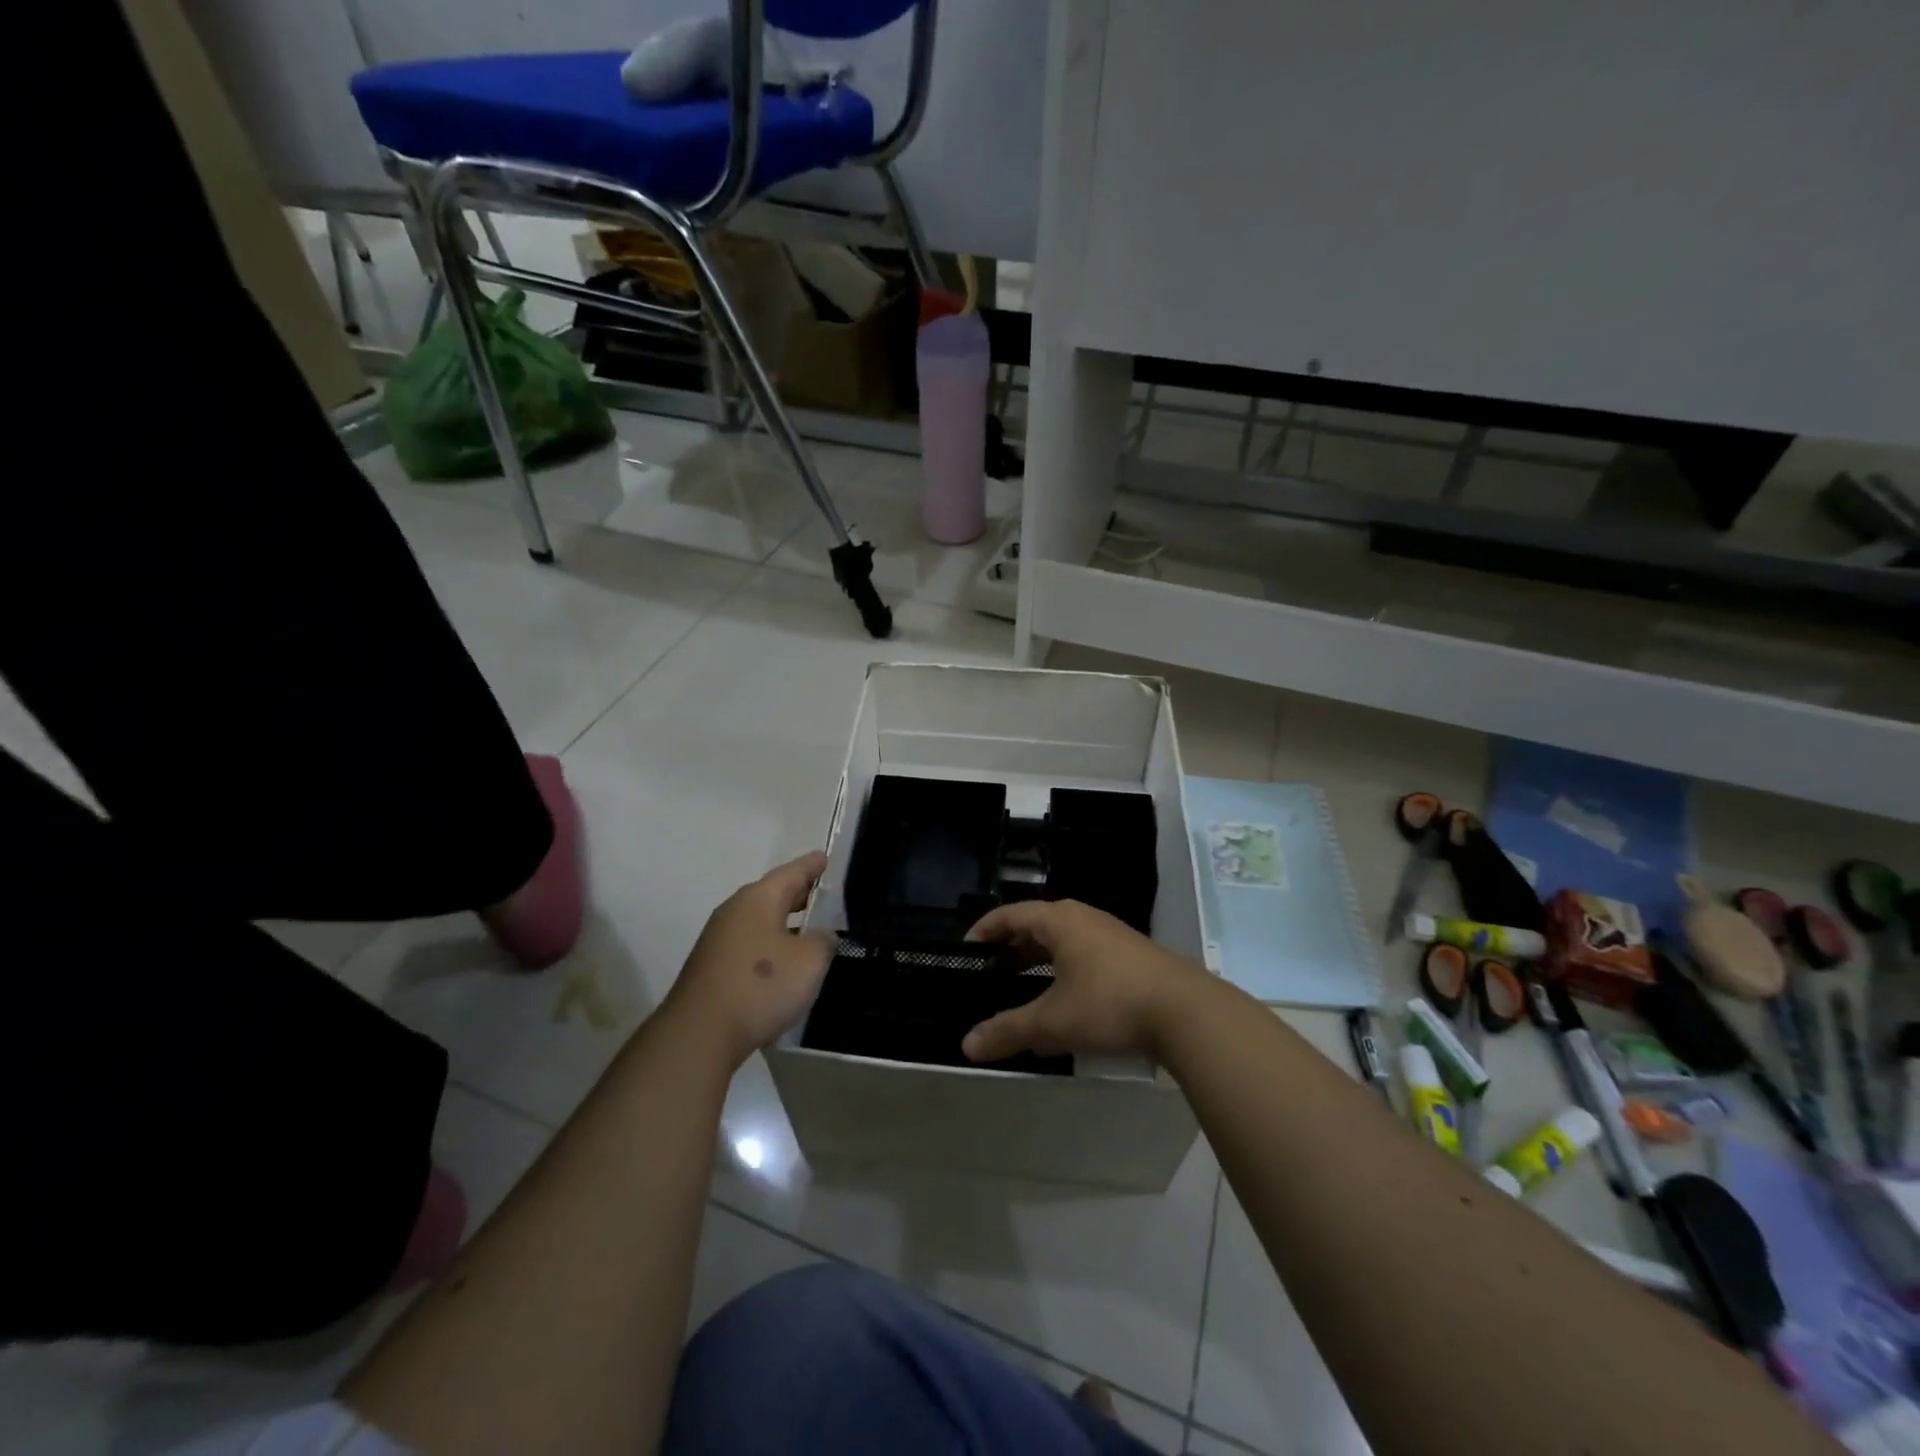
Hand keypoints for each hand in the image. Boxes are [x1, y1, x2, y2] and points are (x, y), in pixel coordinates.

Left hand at [661, 852, 834, 1067]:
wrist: (699, 1035)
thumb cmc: (760, 987)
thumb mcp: (809, 961)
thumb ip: (823, 941)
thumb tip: (821, 936)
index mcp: (758, 900)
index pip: (791, 872)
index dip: (811, 865)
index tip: (825, 857)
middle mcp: (734, 911)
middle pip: (773, 894)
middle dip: (798, 893)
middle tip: (823, 893)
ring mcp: (718, 940)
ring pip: (760, 921)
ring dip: (784, 922)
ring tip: (809, 929)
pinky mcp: (712, 967)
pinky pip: (750, 944)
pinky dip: (770, 945)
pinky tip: (783, 963)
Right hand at [960, 900, 1210, 1063]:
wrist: (1186, 1012)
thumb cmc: (1110, 1004)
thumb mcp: (1052, 1022)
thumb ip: (1008, 1031)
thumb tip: (966, 1046)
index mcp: (1059, 921)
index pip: (1010, 914)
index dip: (984, 930)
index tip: (964, 949)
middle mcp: (1083, 919)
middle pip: (1036, 926)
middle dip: (1010, 949)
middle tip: (988, 974)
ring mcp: (1111, 936)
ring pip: (1062, 943)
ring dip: (1038, 963)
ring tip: (1021, 990)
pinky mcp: (1131, 957)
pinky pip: (1084, 957)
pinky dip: (1063, 974)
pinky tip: (1064, 1006)